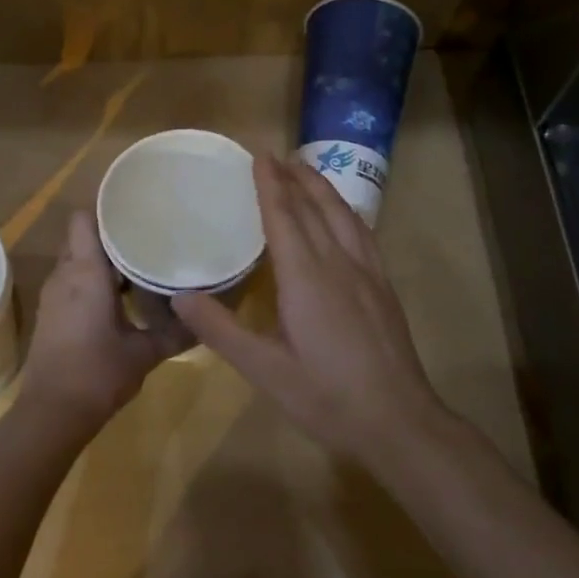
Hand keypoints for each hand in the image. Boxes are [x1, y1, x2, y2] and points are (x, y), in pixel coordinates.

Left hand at [19, 211, 193, 437]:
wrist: (51, 414)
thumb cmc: (98, 374)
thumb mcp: (144, 353)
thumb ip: (175, 333)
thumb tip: (205, 321)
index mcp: (86, 272)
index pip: (84, 220)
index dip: (105, 209)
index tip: (134, 209)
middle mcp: (64, 276)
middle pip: (82, 238)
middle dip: (109, 235)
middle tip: (145, 235)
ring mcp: (53, 295)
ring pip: (76, 261)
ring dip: (101, 260)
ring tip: (136, 262)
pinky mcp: (50, 314)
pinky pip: (71, 282)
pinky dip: (90, 281)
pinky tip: (118, 297)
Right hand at [172, 156, 443, 461]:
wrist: (400, 423)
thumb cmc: (327, 397)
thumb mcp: (264, 370)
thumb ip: (220, 330)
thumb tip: (179, 296)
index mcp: (306, 277)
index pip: (284, 216)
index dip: (270, 183)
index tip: (258, 154)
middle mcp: (338, 263)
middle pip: (315, 206)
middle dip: (293, 177)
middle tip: (274, 155)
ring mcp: (367, 273)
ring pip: (343, 215)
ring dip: (321, 187)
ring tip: (304, 170)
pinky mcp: (383, 288)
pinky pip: (362, 232)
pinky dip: (345, 211)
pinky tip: (342, 216)